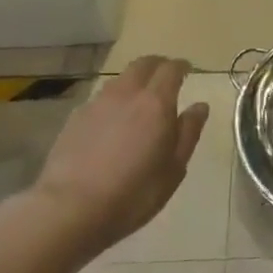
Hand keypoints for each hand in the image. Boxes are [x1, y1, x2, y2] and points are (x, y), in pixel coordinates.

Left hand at [16, 56, 209, 262]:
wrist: (72, 207)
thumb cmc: (135, 192)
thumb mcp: (174, 168)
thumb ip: (189, 132)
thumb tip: (200, 106)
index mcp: (156, 103)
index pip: (171, 69)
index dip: (181, 66)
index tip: (188, 70)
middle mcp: (126, 94)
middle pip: (142, 64)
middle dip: (157, 65)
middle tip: (167, 76)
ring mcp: (97, 104)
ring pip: (120, 80)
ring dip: (134, 82)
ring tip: (140, 100)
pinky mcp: (75, 118)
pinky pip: (101, 99)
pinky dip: (114, 100)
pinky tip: (114, 121)